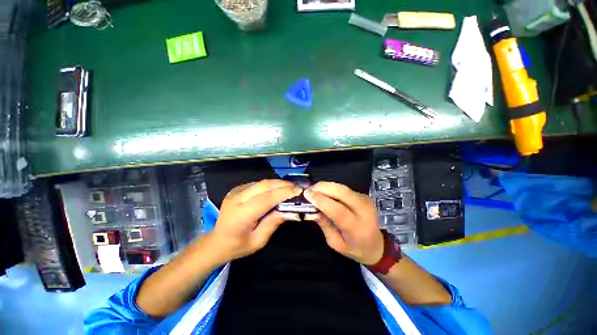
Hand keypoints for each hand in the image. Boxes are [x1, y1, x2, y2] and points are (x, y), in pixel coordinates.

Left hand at [210, 180, 301, 261]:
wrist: (216, 241)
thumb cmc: (237, 245)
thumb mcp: (258, 241)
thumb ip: (274, 223)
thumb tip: (292, 211)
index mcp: (241, 214)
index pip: (266, 198)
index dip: (284, 193)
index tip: (298, 191)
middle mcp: (237, 199)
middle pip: (264, 186)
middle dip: (283, 184)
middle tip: (297, 187)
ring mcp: (235, 192)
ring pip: (262, 182)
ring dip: (277, 183)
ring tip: (290, 188)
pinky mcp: (237, 189)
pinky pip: (257, 184)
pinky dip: (270, 185)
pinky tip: (277, 189)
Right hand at [304, 182, 383, 264]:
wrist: (377, 245)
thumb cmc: (355, 248)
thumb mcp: (336, 244)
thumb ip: (325, 226)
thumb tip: (313, 210)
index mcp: (358, 228)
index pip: (338, 211)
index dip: (321, 201)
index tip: (307, 194)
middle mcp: (364, 211)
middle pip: (343, 192)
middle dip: (323, 187)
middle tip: (309, 189)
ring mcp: (366, 200)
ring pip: (343, 187)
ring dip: (326, 186)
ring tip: (314, 190)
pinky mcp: (363, 195)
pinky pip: (345, 188)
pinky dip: (332, 188)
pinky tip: (324, 192)